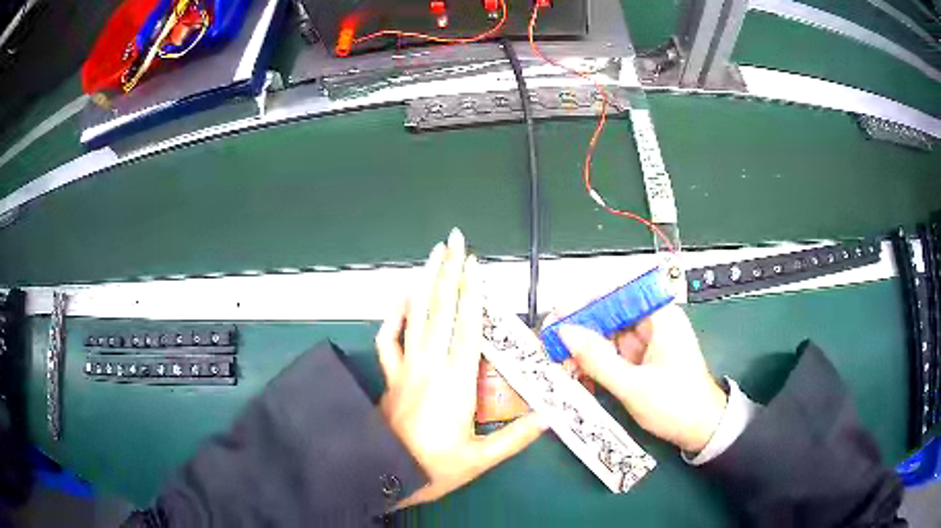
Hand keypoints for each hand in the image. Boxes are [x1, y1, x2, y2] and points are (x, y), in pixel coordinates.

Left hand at [376, 229, 545, 507]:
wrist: (385, 474)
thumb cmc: (434, 468)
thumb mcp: (480, 459)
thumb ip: (516, 437)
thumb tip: (549, 416)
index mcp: (455, 384)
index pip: (467, 328)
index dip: (472, 294)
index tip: (475, 265)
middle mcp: (429, 366)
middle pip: (440, 310)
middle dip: (448, 271)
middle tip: (454, 240)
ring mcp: (405, 368)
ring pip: (414, 316)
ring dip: (424, 282)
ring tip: (433, 254)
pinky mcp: (390, 375)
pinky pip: (388, 338)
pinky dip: (394, 314)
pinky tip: (403, 296)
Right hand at [557, 304, 726, 452]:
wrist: (701, 430)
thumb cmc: (677, 406)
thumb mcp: (634, 387)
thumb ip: (598, 360)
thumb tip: (565, 333)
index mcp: (660, 317)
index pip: (617, 291)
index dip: (585, 299)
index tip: (559, 316)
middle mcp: (652, 321)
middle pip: (608, 311)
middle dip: (578, 328)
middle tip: (551, 344)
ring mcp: (646, 340)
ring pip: (606, 333)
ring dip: (583, 348)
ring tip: (561, 364)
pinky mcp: (641, 357)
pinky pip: (611, 352)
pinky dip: (594, 362)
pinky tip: (579, 375)